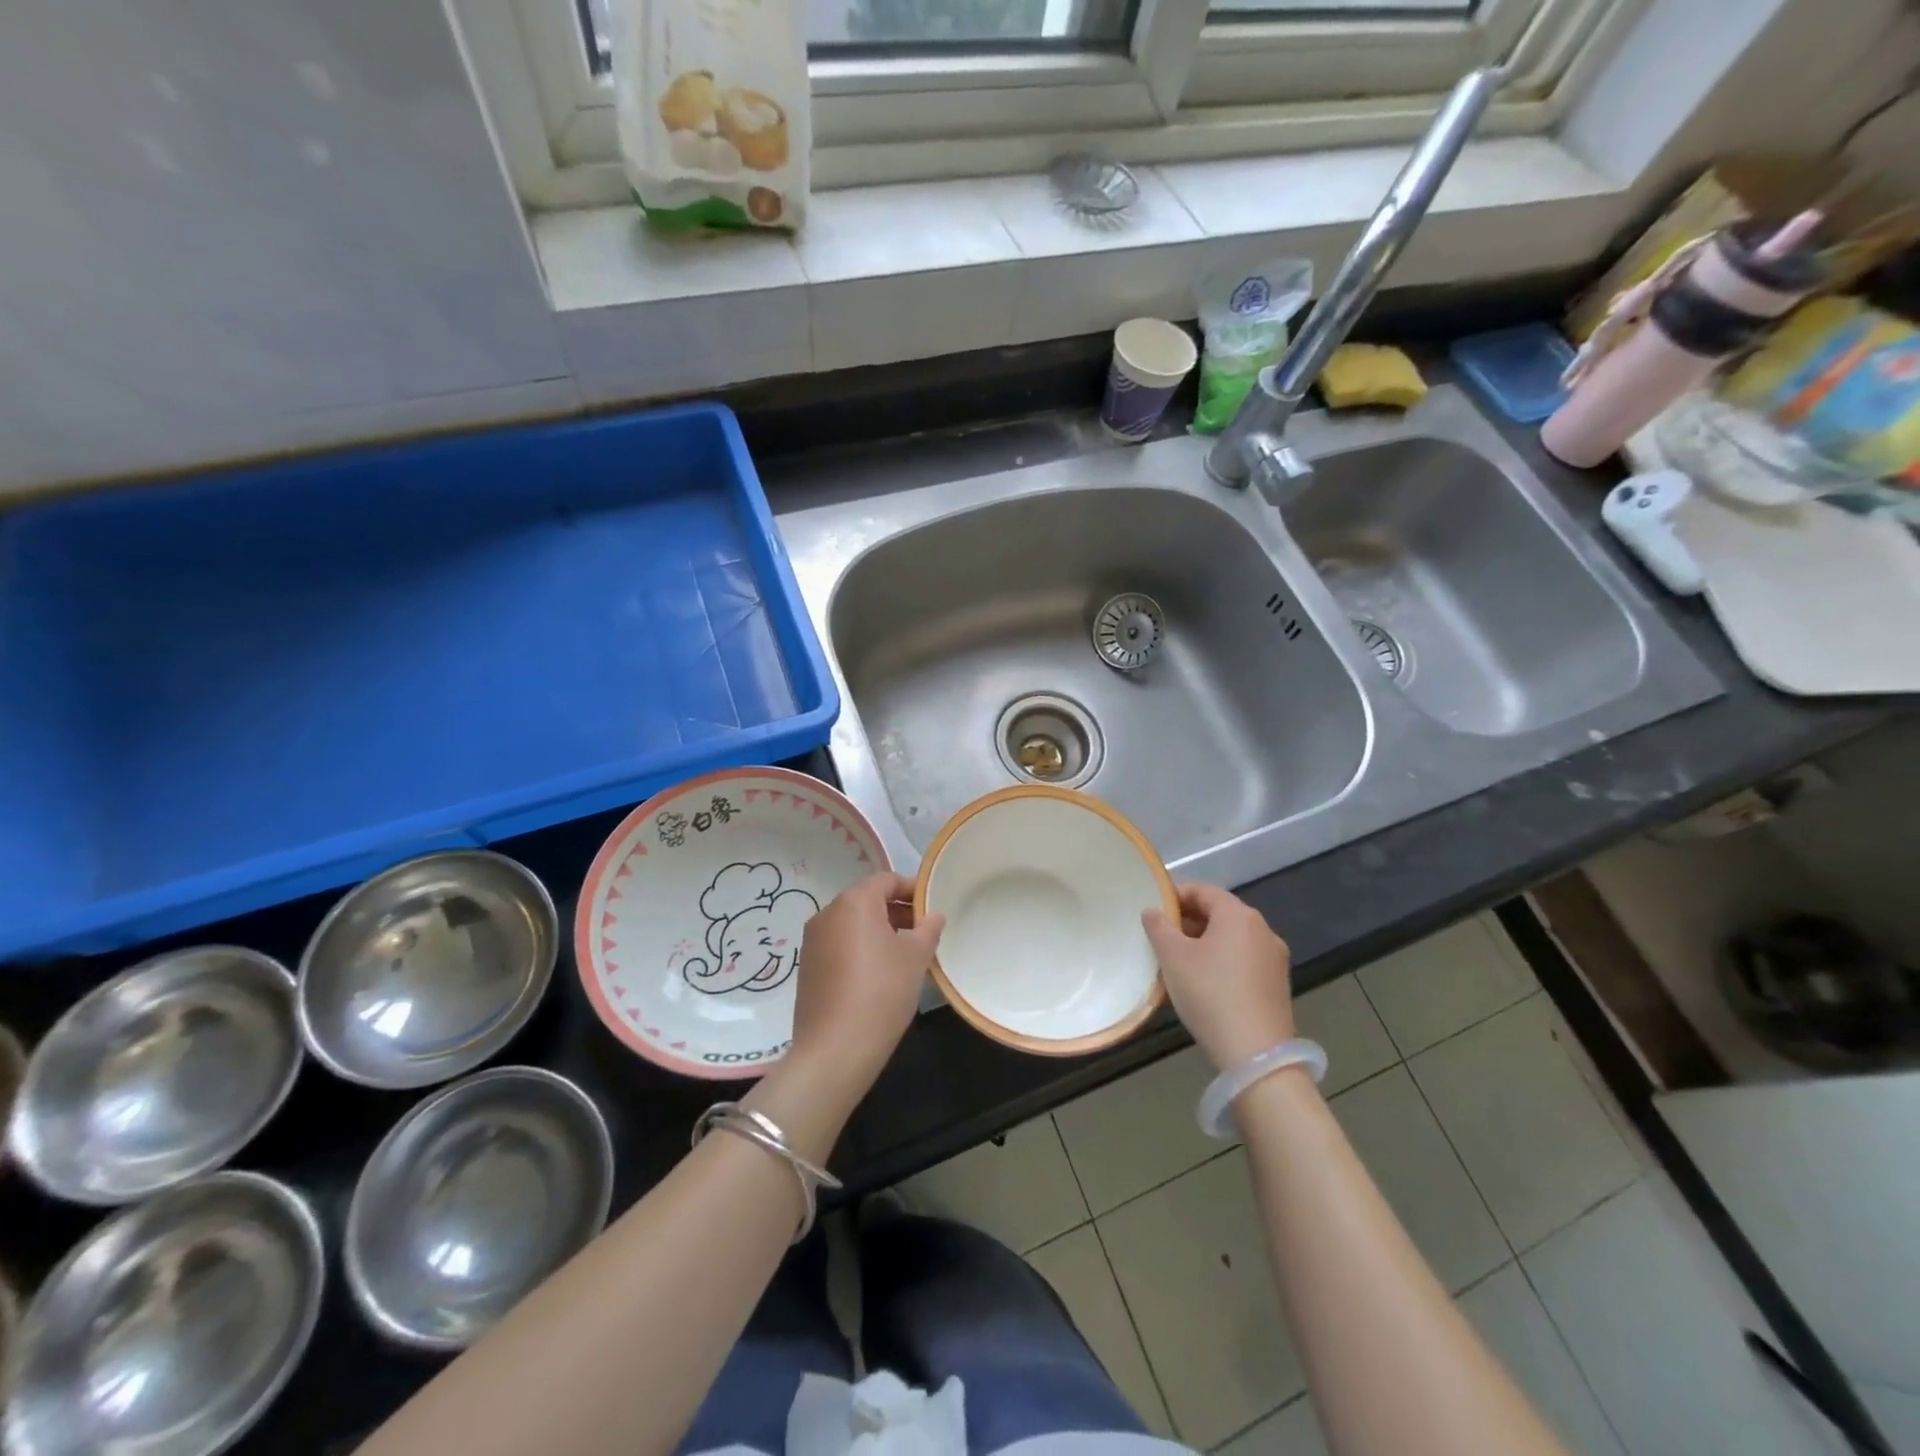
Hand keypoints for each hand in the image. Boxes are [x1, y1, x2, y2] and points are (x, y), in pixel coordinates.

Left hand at [786, 873, 943, 1095]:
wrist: (834, 1050)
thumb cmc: (882, 992)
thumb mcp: (915, 958)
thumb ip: (928, 929)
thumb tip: (934, 915)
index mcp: (854, 902)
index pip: (886, 880)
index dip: (912, 889)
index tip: (932, 906)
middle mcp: (828, 914)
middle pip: (868, 900)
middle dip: (897, 911)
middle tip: (924, 931)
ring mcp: (813, 941)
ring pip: (852, 924)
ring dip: (879, 930)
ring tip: (905, 954)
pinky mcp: (807, 967)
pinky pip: (839, 945)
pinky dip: (860, 949)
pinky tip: (879, 974)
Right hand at [1143, 883, 1293, 1070]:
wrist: (1255, 1054)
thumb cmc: (1209, 993)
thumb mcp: (1173, 957)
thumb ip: (1158, 927)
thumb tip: (1153, 910)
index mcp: (1239, 915)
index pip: (1203, 890)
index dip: (1175, 895)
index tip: (1154, 912)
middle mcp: (1263, 929)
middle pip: (1220, 913)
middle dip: (1189, 920)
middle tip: (1161, 938)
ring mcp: (1274, 958)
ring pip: (1232, 938)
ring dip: (1204, 942)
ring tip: (1179, 962)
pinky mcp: (1277, 985)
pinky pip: (1244, 960)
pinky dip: (1222, 961)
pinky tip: (1204, 983)